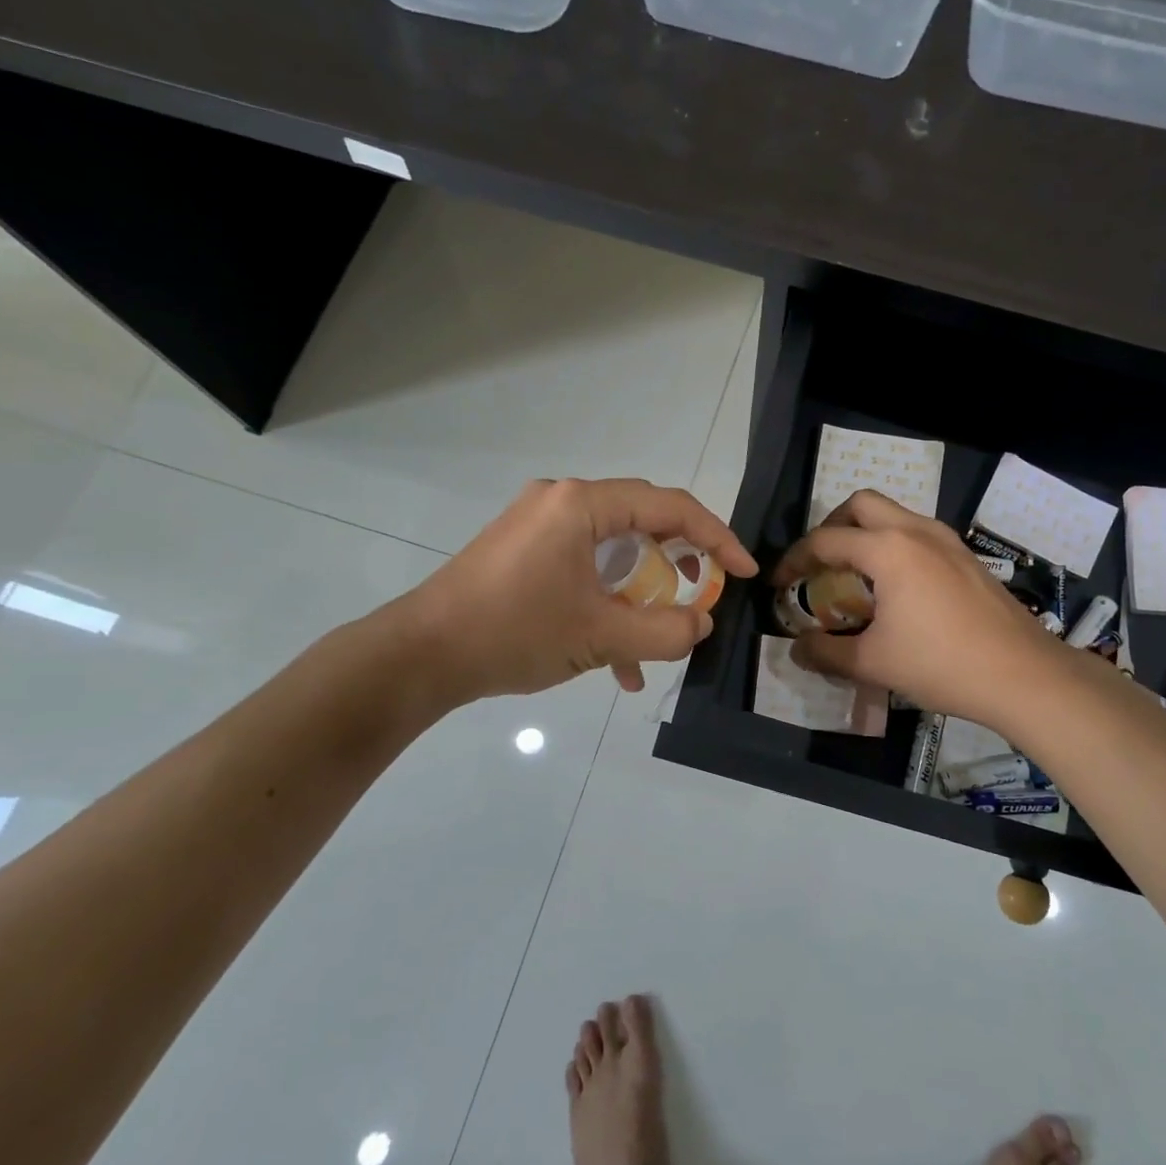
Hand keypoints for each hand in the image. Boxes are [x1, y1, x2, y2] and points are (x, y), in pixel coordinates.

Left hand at [391, 478, 757, 702]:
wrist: (420, 655)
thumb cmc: (514, 632)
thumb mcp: (601, 635)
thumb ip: (666, 630)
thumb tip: (702, 623)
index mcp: (581, 505)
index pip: (669, 508)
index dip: (717, 538)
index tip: (745, 572)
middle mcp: (561, 502)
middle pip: (641, 523)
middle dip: (678, 565)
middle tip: (704, 593)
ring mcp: (538, 526)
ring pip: (612, 553)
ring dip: (640, 596)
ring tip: (660, 637)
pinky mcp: (523, 553)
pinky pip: (582, 569)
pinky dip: (606, 604)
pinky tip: (617, 662)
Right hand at [774, 490, 1057, 732]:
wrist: (1023, 674)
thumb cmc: (941, 664)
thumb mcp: (872, 663)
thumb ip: (825, 652)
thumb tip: (796, 649)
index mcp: (887, 549)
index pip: (824, 541)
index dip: (794, 560)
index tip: (780, 584)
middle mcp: (915, 531)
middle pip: (861, 504)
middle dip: (832, 527)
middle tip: (820, 563)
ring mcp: (947, 540)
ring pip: (894, 514)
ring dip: (866, 533)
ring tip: (855, 575)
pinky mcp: (966, 556)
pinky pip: (918, 533)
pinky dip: (894, 545)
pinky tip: (897, 587)